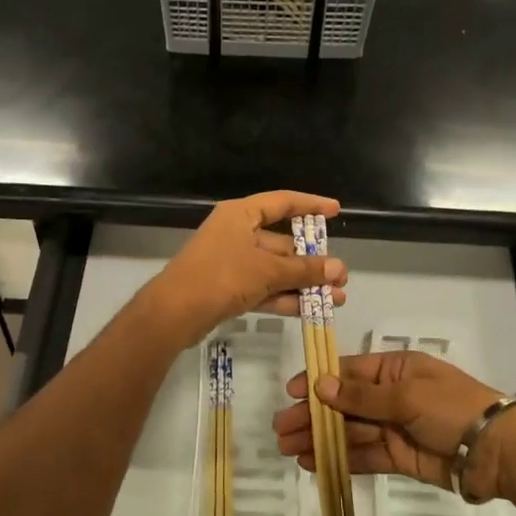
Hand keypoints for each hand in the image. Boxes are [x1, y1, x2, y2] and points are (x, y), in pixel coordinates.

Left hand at [140, 191, 347, 350]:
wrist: (175, 313)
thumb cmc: (221, 276)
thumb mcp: (267, 270)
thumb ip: (304, 270)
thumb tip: (339, 268)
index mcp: (241, 214)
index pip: (282, 202)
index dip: (310, 205)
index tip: (336, 211)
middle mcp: (236, 233)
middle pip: (282, 241)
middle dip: (312, 261)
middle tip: (341, 276)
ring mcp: (232, 262)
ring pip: (275, 269)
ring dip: (303, 283)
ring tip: (336, 298)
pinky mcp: (228, 288)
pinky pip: (264, 287)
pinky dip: (285, 297)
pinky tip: (311, 310)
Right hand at [273, 349, 515, 502]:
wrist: (497, 452)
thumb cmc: (452, 409)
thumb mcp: (406, 395)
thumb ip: (361, 396)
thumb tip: (320, 385)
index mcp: (396, 369)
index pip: (350, 372)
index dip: (319, 381)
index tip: (292, 393)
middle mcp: (392, 395)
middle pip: (344, 404)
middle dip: (313, 415)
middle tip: (280, 428)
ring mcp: (395, 427)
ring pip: (350, 431)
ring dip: (320, 438)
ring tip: (288, 448)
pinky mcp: (399, 457)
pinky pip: (363, 455)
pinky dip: (340, 458)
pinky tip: (314, 462)